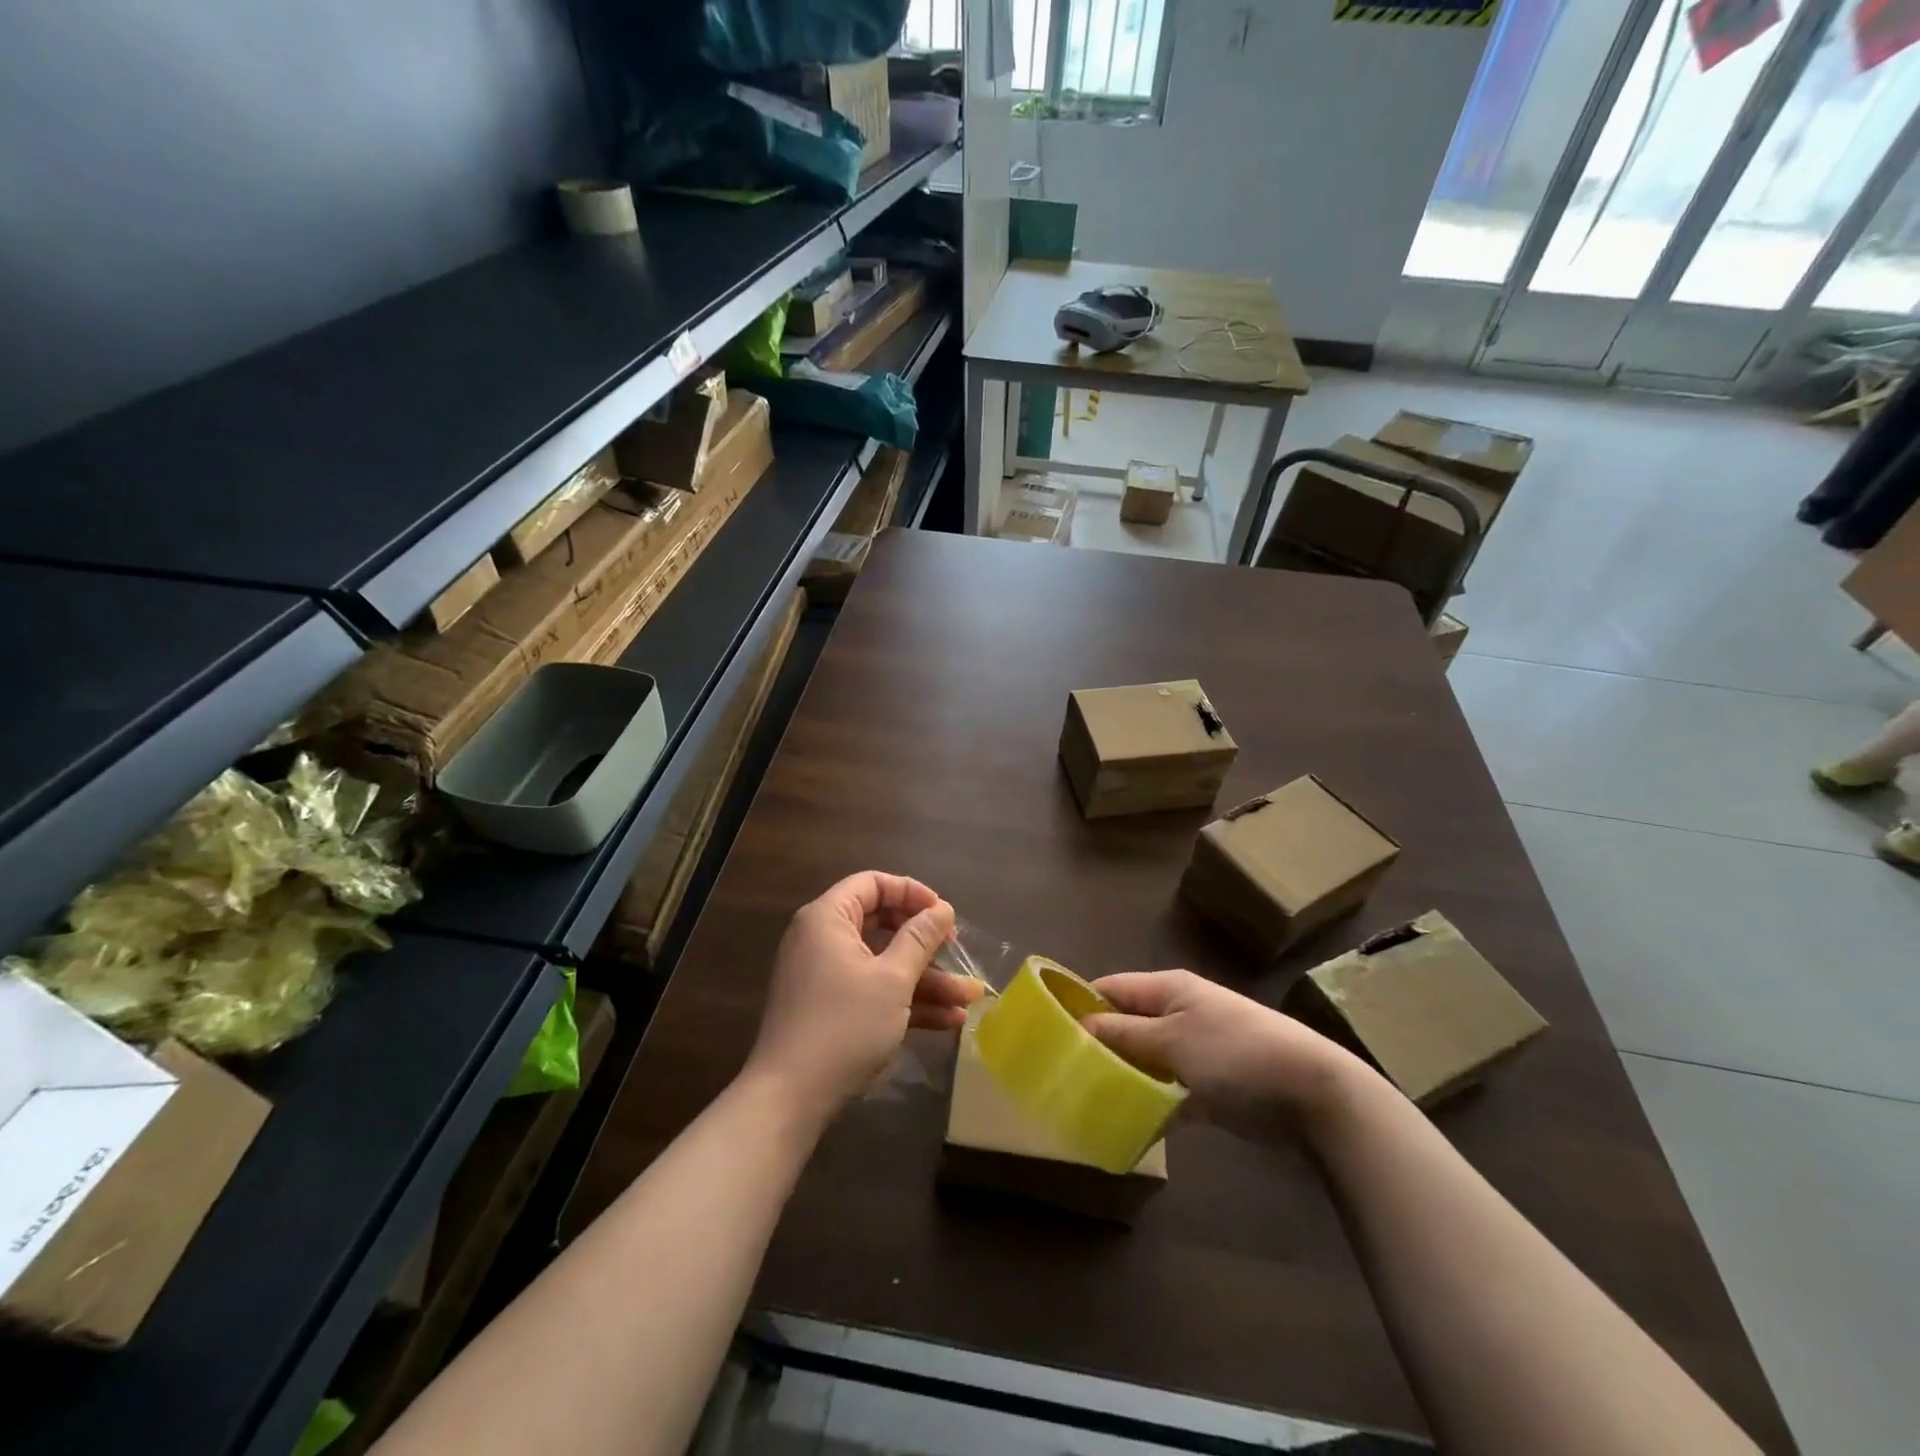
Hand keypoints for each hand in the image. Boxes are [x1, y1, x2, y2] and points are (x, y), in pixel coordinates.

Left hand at [744, 872, 980, 1122]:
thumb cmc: (843, 1025)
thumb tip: (942, 909)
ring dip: (926, 980)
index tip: (944, 914)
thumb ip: (920, 939)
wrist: (790, 1098)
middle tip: (957, 952)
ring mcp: (826, 976)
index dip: (912, 893)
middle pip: (882, 924)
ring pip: (883, 963)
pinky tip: (948, 1020)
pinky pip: (873, 991)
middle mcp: (823, 939)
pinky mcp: (831, 1009)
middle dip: (926, 943)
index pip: (873, 884)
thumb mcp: (892, 980)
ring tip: (969, 998)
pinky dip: (906, 1001)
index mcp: (828, 918)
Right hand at [1081, 969, 1370, 1145]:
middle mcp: (1178, 1013)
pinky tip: (1125, 1125)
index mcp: (1168, 989)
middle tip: (1063, 1075)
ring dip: (1123, 1078)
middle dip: (1098, 1047)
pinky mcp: (1209, 1086)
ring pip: (1145, 1060)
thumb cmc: (1235, 1053)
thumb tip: (1078, 1026)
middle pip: (1126, 1025)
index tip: (1048, 1032)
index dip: (1080, 1004)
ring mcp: (1195, 1050)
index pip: (1112, 988)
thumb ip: (1123, 1034)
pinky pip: (1168, 1092)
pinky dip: (1150, 1104)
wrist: (1311, 1092)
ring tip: (1086, 1101)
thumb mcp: (1172, 1040)